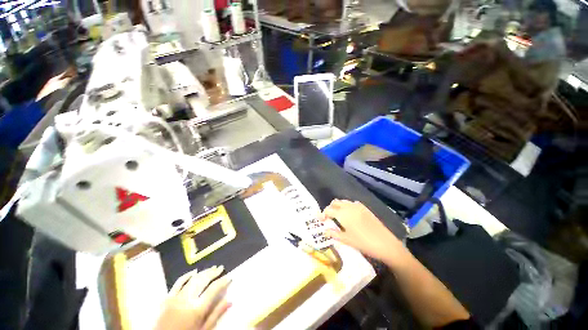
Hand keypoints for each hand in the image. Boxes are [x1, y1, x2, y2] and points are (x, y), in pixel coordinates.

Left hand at [154, 266, 230, 329]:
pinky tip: (194, 272)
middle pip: (203, 280)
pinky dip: (186, 276)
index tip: (229, 276)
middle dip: (213, 273)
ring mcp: (175, 297)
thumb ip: (216, 314)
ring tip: (211, 268)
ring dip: (203, 272)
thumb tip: (230, 301)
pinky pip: (178, 283)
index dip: (223, 281)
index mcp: (197, 309)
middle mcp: (187, 299)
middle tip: (221, 267)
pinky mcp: (166, 298)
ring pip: (192, 279)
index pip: (214, 289)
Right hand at [319, 200, 405, 263]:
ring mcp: (358, 206)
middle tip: (327, 217)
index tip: (319, 219)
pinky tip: (349, 214)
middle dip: (329, 208)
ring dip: (338, 206)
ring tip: (337, 215)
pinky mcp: (365, 208)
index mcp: (343, 214)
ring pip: (343, 201)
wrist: (385, 243)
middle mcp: (349, 207)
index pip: (328, 210)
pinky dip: (347, 206)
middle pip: (335, 203)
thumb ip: (334, 233)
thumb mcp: (347, 240)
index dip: (322, 214)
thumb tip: (324, 231)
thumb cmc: (363, 243)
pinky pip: (352, 203)